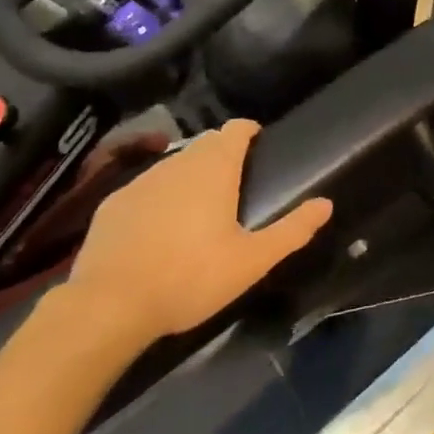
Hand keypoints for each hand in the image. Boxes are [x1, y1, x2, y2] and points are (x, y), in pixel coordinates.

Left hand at [63, 120, 332, 353]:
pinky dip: (158, 199)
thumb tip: (326, 204)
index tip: (259, 147)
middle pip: (206, 144)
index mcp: (215, 168)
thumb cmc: (190, 277)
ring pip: (174, 165)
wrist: (108, 306)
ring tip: (198, 209)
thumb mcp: (251, 261)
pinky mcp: (113, 203)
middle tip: (235, 184)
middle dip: (222, 154)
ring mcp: (142, 180)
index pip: (236, 128)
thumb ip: (292, 230)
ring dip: (190, 176)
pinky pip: (145, 189)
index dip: (249, 131)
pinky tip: (157, 230)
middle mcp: (179, 162)